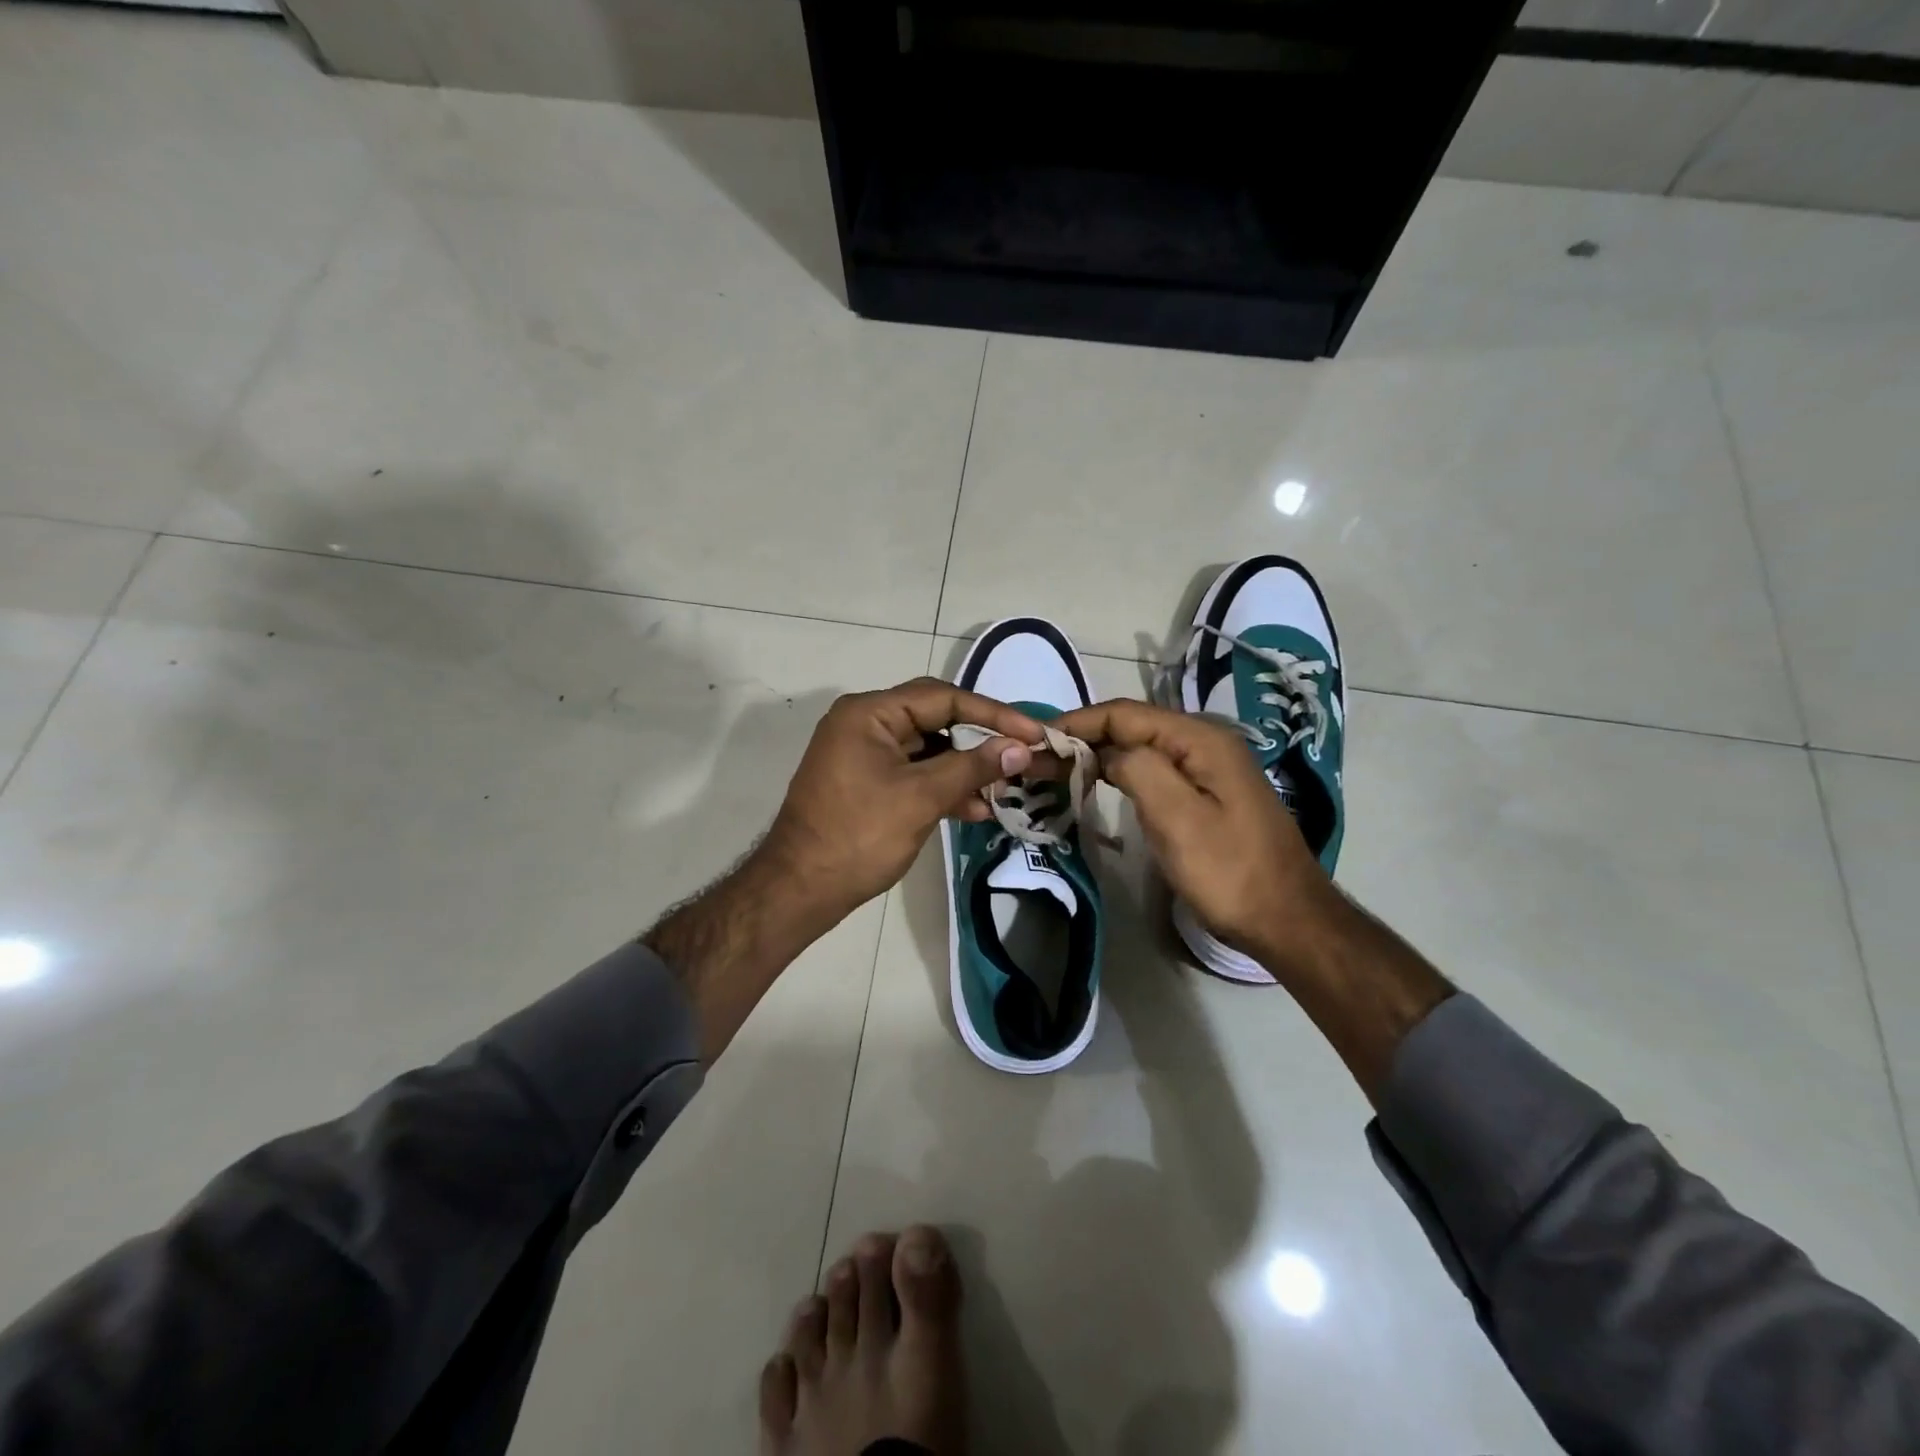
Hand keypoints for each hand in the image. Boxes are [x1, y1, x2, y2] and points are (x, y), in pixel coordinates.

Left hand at [762, 678, 1044, 923]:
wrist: (800, 889)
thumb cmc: (859, 836)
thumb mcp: (921, 798)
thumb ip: (973, 768)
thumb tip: (1020, 748)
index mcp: (870, 713)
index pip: (943, 697)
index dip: (993, 714)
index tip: (1034, 732)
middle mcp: (864, 723)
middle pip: (936, 718)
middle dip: (980, 739)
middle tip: (1021, 755)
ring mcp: (863, 753)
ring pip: (928, 748)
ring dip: (964, 768)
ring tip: (1003, 789)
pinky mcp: (866, 781)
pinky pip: (913, 772)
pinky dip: (942, 786)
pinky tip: (974, 808)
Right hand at [1052, 698, 1330, 964]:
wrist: (1286, 919)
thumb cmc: (1228, 871)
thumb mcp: (1177, 818)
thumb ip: (1137, 768)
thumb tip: (1107, 752)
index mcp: (1200, 739)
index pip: (1125, 713)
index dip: (1078, 721)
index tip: (1037, 738)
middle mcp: (1205, 742)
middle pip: (1133, 725)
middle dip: (1085, 736)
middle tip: (1041, 757)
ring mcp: (1209, 767)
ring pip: (1142, 747)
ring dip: (1101, 753)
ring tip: (1060, 768)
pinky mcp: (1208, 792)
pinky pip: (1156, 768)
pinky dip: (1122, 771)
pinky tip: (1101, 783)